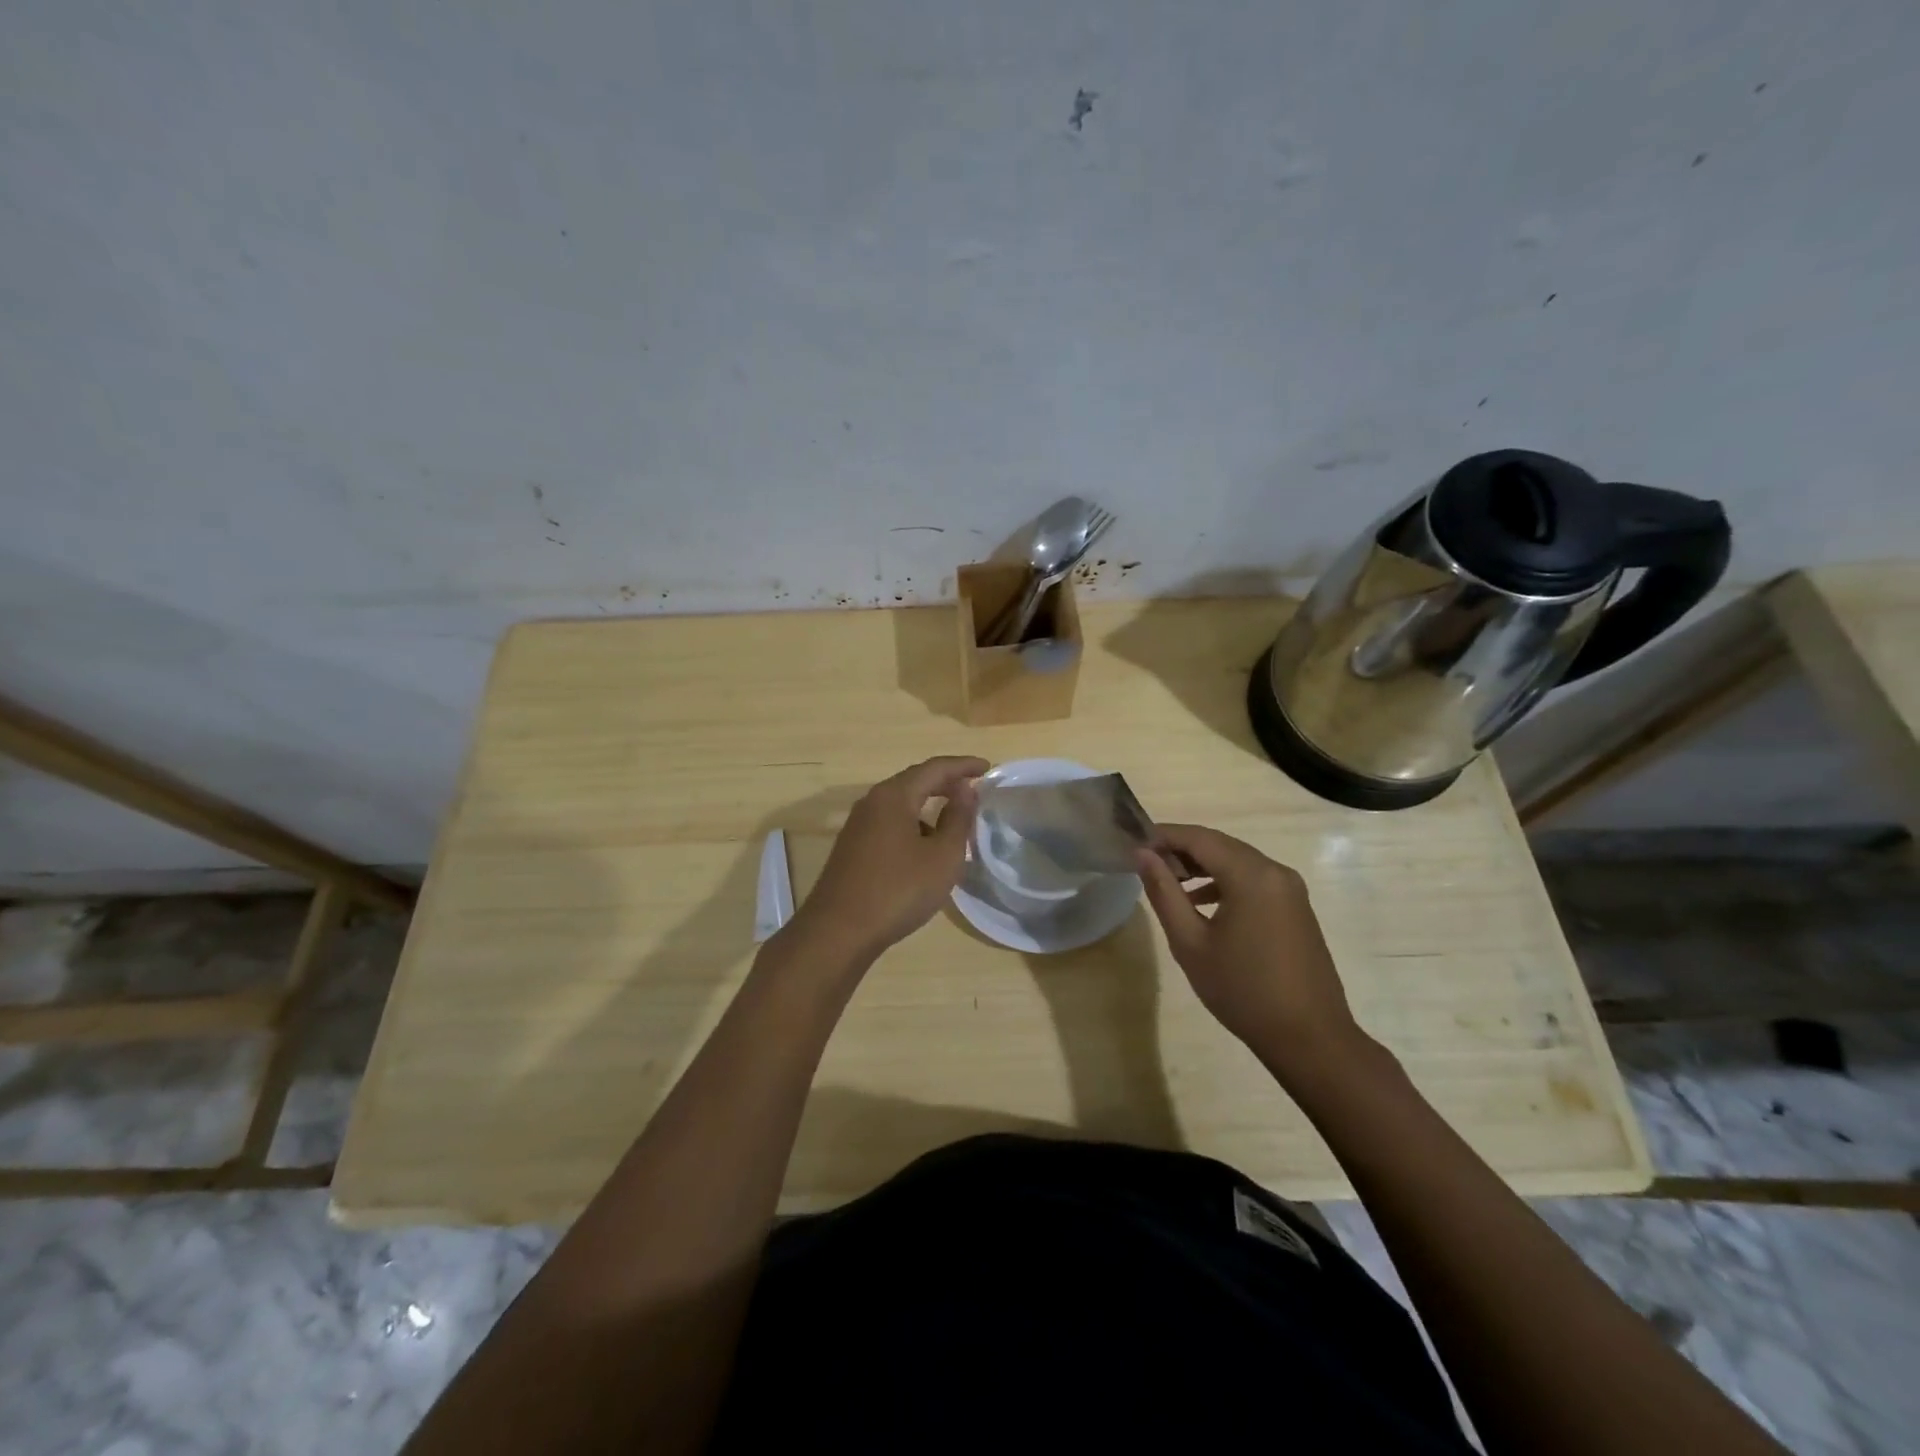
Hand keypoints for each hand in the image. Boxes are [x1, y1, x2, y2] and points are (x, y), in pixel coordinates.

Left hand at [785, 756, 986, 964]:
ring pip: (901, 804)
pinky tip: (926, 848)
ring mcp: (858, 825)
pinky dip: (914, 824)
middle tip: (974, 788)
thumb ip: (958, 819)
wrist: (838, 932)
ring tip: (955, 821)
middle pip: (914, 781)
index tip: (987, 768)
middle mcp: (872, 802)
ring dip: (929, 805)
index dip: (963, 766)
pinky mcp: (853, 847)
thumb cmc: (898, 890)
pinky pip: (890, 823)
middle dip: (946, 782)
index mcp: (894, 796)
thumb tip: (965, 789)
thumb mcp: (941, 856)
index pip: (934, 768)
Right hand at [1136, 824, 1366, 1074]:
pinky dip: (1225, 881)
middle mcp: (1275, 871)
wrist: (1310, 1039)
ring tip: (1168, 882)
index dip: (1164, 835)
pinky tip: (1202, 902)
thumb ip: (1164, 892)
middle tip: (1146, 862)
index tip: (1132, 843)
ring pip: (1238, 861)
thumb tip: (1142, 854)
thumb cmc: (1242, 990)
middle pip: (1220, 845)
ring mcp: (1290, 889)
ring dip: (1202, 866)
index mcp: (1251, 875)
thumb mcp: (1190, 943)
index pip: (1199, 838)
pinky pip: (1254, 880)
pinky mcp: (1296, 908)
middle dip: (1182, 849)